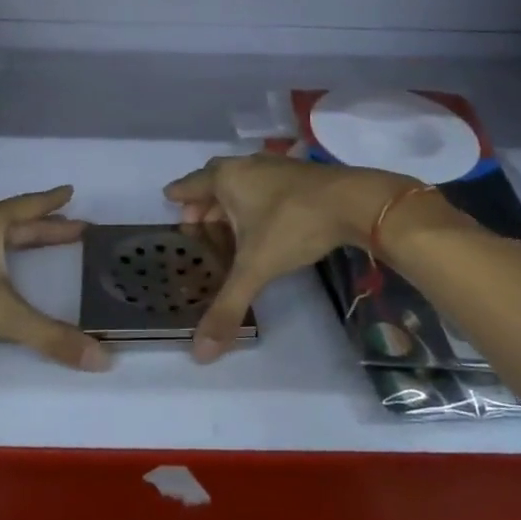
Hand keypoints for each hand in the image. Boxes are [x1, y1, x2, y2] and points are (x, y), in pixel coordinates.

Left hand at [0, 186, 110, 370]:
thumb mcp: (2, 314)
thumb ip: (50, 336)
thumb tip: (101, 360)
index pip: (30, 207)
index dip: (53, 202)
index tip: (71, 191)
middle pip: (15, 220)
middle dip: (44, 226)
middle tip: (73, 227)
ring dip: (18, 238)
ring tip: (37, 243)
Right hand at [164, 154, 414, 362]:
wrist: (353, 201)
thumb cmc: (293, 225)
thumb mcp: (256, 267)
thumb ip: (228, 306)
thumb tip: (199, 353)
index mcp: (227, 178)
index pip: (192, 183)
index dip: (179, 193)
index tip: (167, 198)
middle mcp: (246, 166)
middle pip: (215, 179)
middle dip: (203, 201)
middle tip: (194, 222)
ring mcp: (274, 167)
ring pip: (241, 181)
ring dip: (229, 201)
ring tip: (225, 226)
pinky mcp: (297, 176)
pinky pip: (262, 186)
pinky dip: (253, 201)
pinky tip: (261, 221)